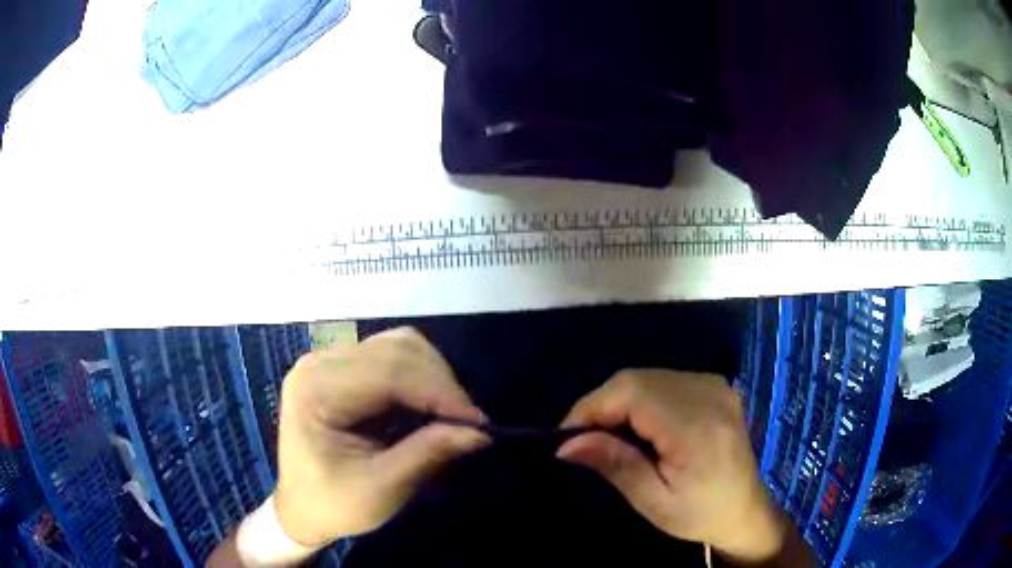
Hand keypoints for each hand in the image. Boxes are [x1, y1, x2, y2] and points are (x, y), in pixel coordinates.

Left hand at [273, 327, 488, 547]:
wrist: (300, 507)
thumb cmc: (333, 504)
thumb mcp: (381, 489)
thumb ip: (428, 455)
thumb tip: (479, 431)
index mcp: (316, 390)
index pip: (389, 371)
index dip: (440, 391)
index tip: (479, 423)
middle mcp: (320, 363)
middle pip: (397, 349)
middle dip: (441, 384)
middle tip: (468, 424)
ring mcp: (330, 361)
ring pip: (400, 346)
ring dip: (434, 378)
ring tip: (451, 416)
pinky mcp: (343, 368)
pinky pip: (393, 357)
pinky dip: (421, 379)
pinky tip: (429, 407)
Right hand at [557, 370, 797, 564]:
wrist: (745, 509)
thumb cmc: (699, 514)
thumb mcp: (653, 502)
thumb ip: (616, 465)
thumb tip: (567, 443)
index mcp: (696, 428)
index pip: (632, 392)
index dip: (592, 407)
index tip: (566, 437)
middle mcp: (709, 395)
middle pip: (637, 379)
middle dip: (602, 405)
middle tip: (586, 441)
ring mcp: (716, 386)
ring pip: (649, 376)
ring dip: (621, 402)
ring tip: (611, 437)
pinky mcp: (716, 387)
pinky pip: (666, 380)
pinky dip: (643, 398)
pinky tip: (642, 426)